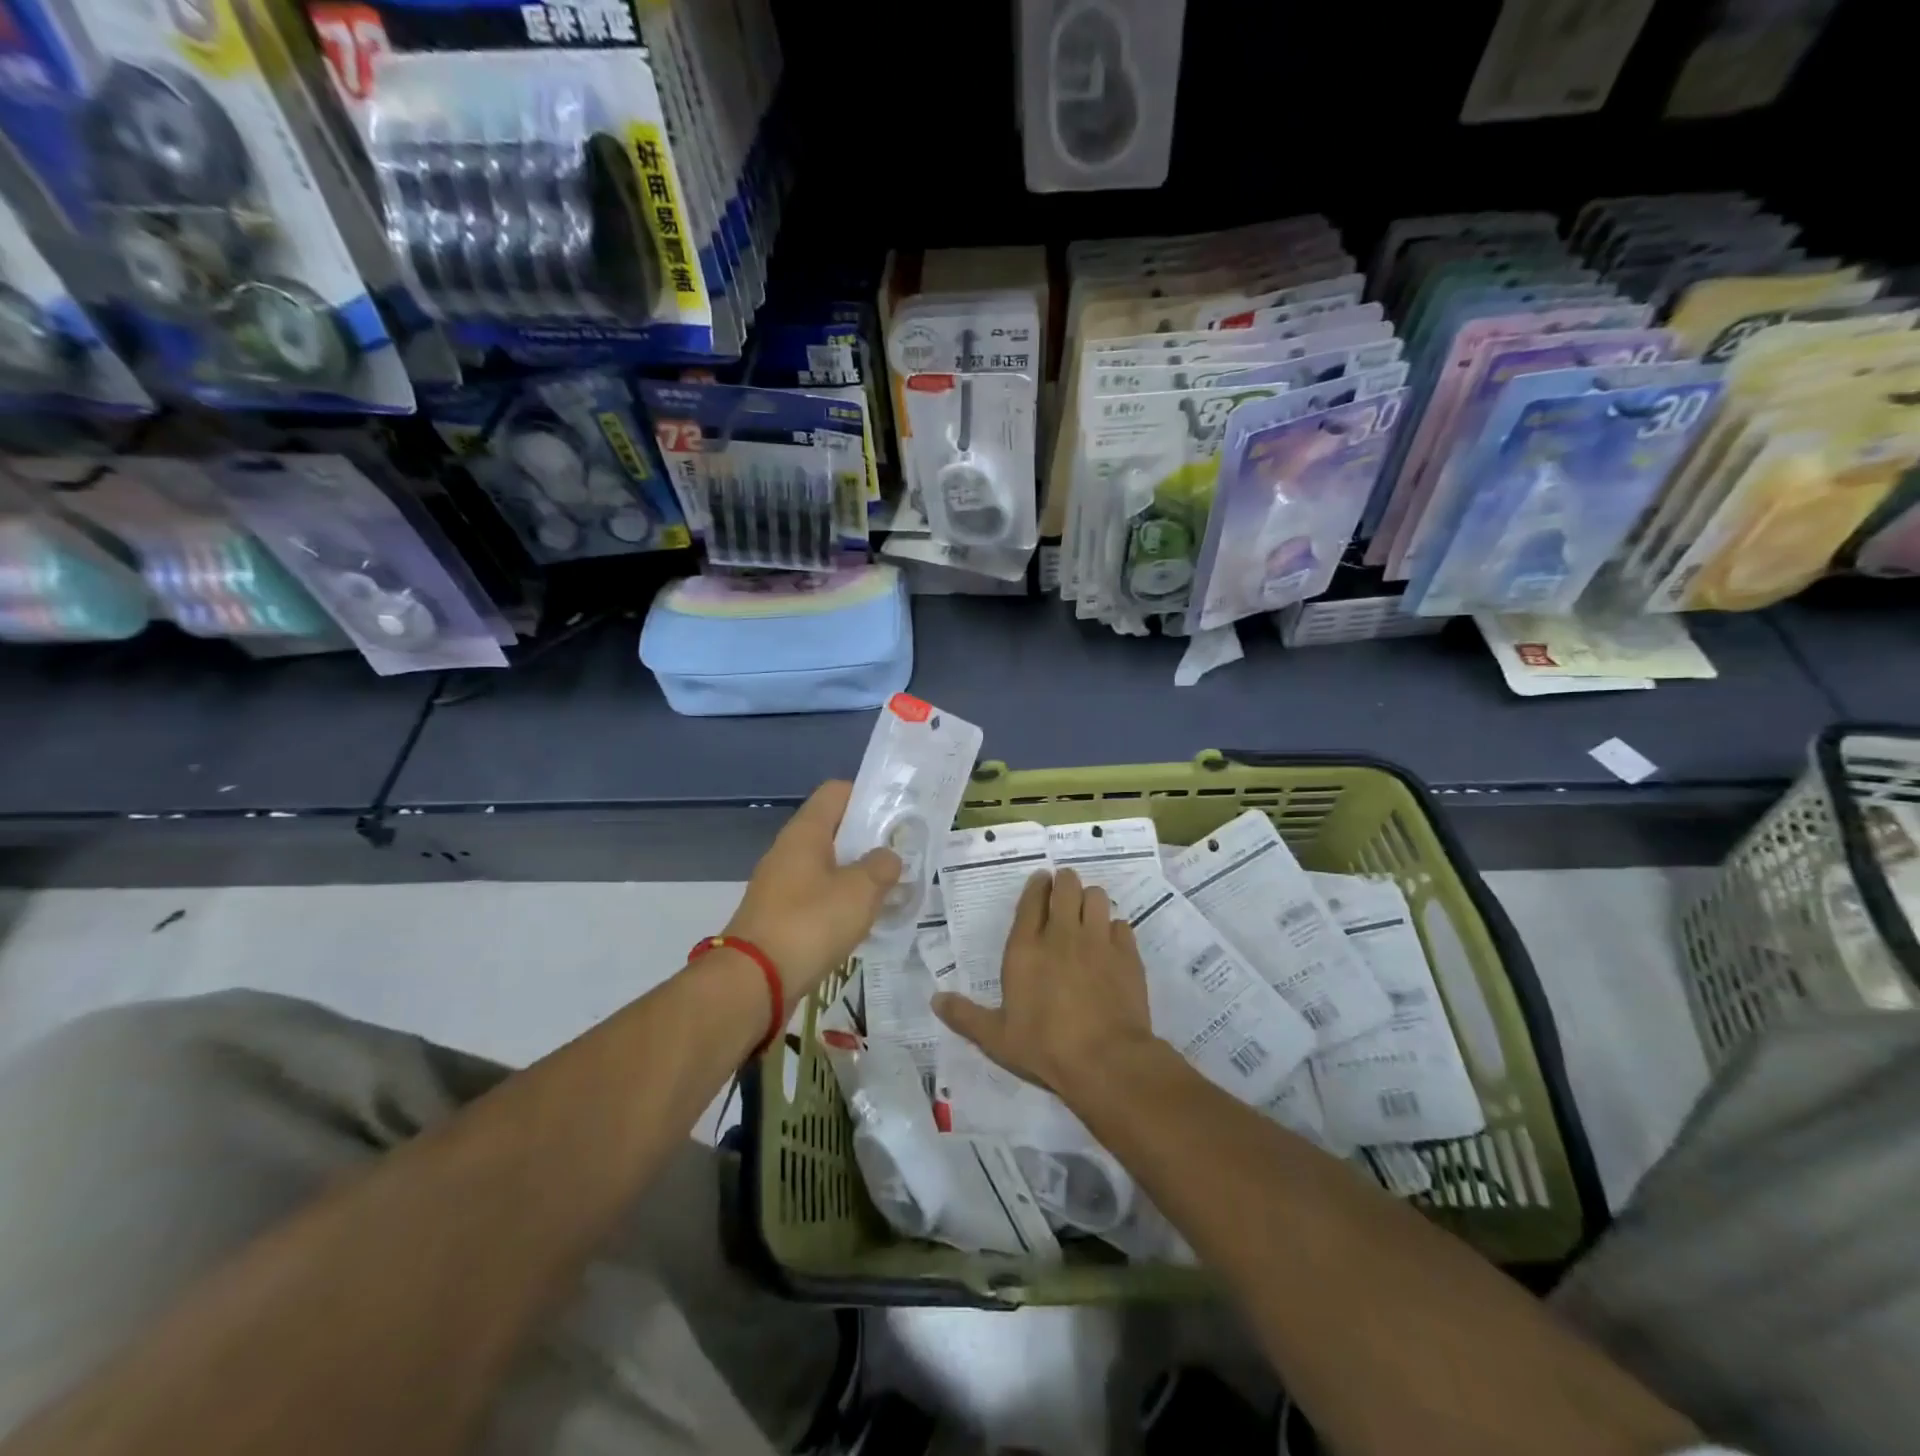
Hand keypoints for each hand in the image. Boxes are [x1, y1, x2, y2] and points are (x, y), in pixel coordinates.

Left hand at [724, 781, 901, 999]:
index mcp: (805, 833)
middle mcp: (789, 851)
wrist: (754, 981)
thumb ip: (881, 867)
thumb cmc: (810, 923)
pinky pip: (816, 896)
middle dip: (867, 840)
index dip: (867, 796)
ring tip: (888, 890)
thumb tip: (888, 857)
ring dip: (855, 874)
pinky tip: (861, 921)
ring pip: (826, 866)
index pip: (836, 792)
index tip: (896, 815)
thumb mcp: (860, 891)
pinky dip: (840, 902)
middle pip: (833, 830)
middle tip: (901, 855)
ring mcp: (780, 885)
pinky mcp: (778, 916)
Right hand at [932, 868, 1157, 1100]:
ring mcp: (1097, 941)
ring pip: (1097, 897)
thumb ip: (965, 1016)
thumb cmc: (1044, 1046)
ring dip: (1090, 900)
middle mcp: (1062, 934)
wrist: (1105, 1060)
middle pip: (1067, 886)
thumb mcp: (996, 1038)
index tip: (1041, 881)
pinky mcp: (1127, 954)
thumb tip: (934, 1000)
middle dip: (1065, 883)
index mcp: (1026, 947)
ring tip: (1087, 912)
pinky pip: (1121, 924)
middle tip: (1064, 892)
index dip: (1037, 885)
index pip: (1032, 898)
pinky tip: (1110, 943)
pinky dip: (1114, 928)